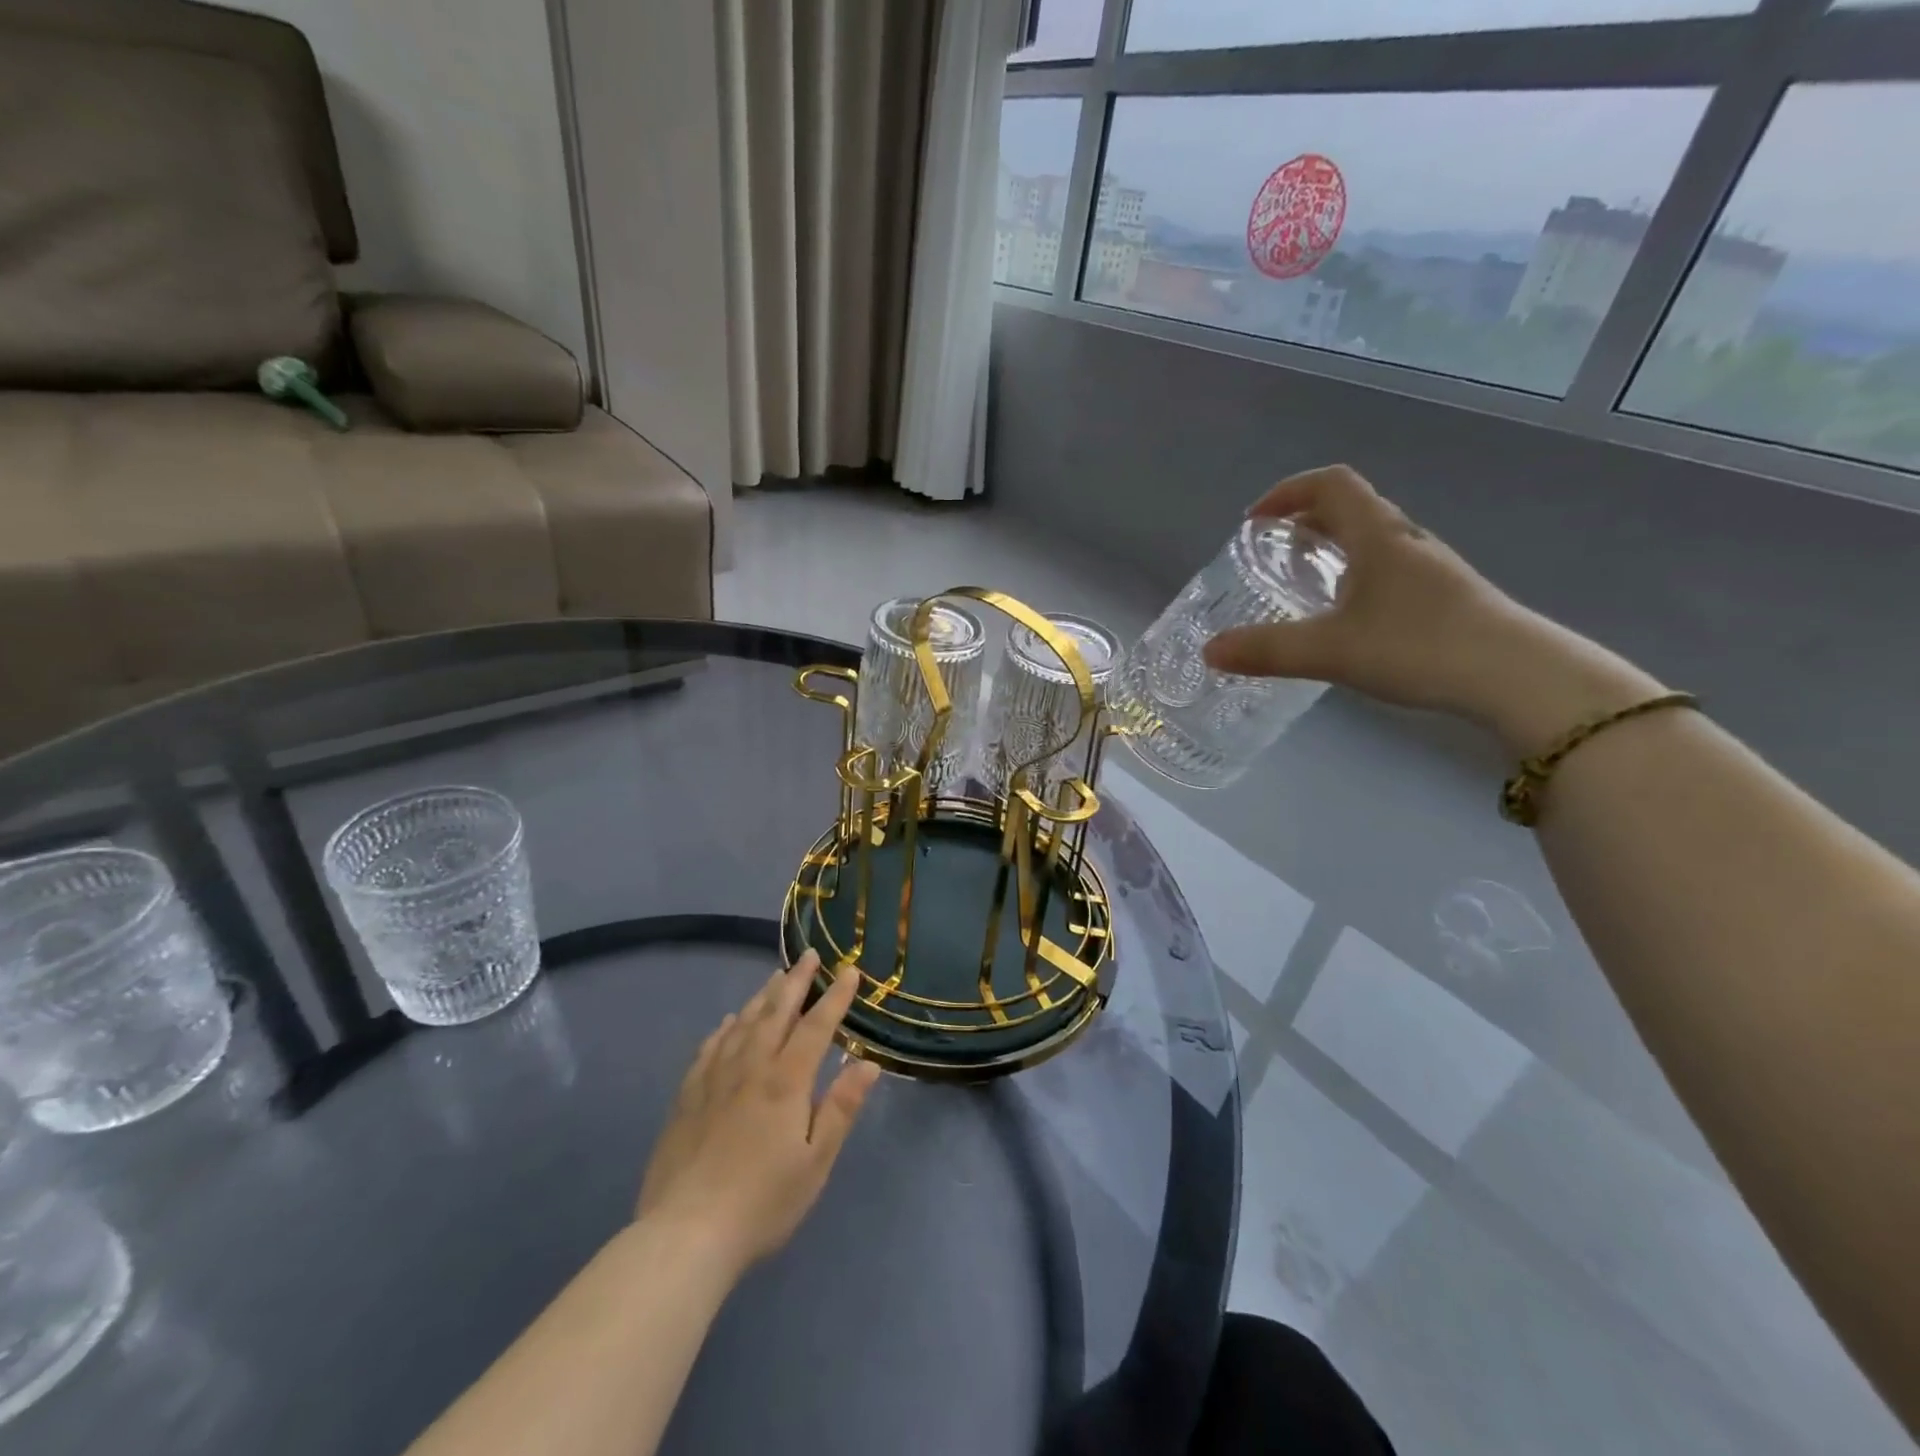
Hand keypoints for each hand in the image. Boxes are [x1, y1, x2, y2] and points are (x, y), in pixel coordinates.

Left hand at [635, 950, 881, 1281]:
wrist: (686, 1234)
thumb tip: (867, 1064)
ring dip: (762, 996)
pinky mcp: (688, 1096)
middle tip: (809, 955)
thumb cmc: (763, 1202)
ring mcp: (714, 1079)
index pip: (816, 1026)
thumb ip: (841, 1108)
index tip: (849, 970)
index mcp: (786, 1081)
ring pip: (742, 1023)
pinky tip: (727, 1022)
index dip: (835, 997)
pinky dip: (723, 1029)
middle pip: (776, 1012)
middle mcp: (751, 1067)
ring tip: (775, 977)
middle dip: (796, 982)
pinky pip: (709, 1048)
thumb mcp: (815, 1162)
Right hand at [1201, 465, 1659, 751]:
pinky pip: (1388, 568)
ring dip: (1332, 547)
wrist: (1517, 677)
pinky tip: (1347, 617)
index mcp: (1377, 535)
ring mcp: (1430, 568)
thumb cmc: (1418, 647)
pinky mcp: (1444, 596)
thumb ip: (1266, 650)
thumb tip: (1208, 651)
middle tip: (1272, 553)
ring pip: (1372, 539)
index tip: (1254, 522)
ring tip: (1304, 583)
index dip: (1287, 492)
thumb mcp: (1329, 651)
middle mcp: (1405, 540)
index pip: (1330, 484)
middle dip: (1304, 521)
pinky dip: (1355, 574)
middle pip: (1351, 507)